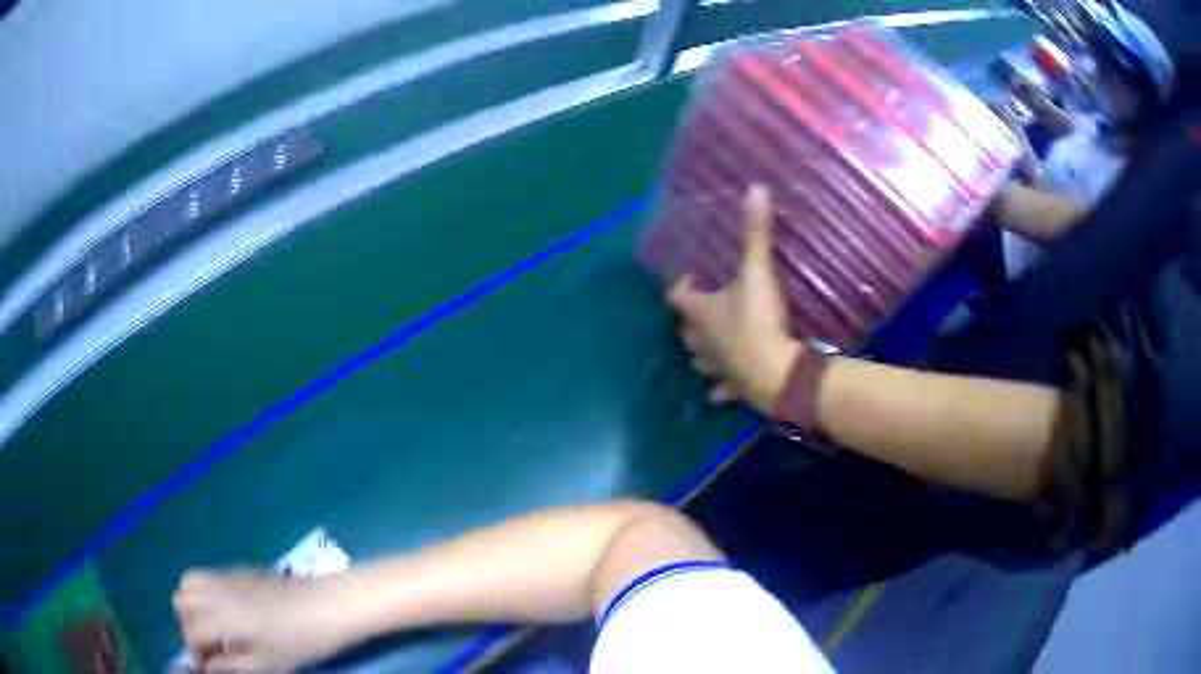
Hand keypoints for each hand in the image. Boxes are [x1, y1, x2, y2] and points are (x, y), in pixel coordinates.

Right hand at [173, 569, 354, 671]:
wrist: (328, 606)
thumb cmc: (301, 641)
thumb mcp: (267, 663)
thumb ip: (232, 665)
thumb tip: (209, 667)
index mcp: (223, 616)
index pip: (191, 630)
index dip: (194, 651)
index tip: (207, 666)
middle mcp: (217, 590)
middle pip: (182, 600)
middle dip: (188, 625)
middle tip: (209, 646)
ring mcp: (227, 575)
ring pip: (189, 581)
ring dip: (192, 604)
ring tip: (212, 628)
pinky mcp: (239, 569)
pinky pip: (207, 574)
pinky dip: (204, 591)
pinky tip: (224, 611)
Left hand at [666, 185, 801, 413]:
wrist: (776, 374)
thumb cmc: (759, 322)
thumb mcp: (757, 273)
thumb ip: (756, 233)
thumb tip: (755, 188)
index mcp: (700, 314)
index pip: (677, 296)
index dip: (680, 286)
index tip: (688, 277)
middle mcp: (702, 342)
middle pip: (686, 331)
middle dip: (690, 321)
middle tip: (702, 310)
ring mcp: (717, 368)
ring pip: (699, 361)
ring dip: (701, 352)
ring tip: (709, 345)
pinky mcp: (735, 389)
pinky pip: (721, 390)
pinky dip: (720, 388)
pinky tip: (721, 390)